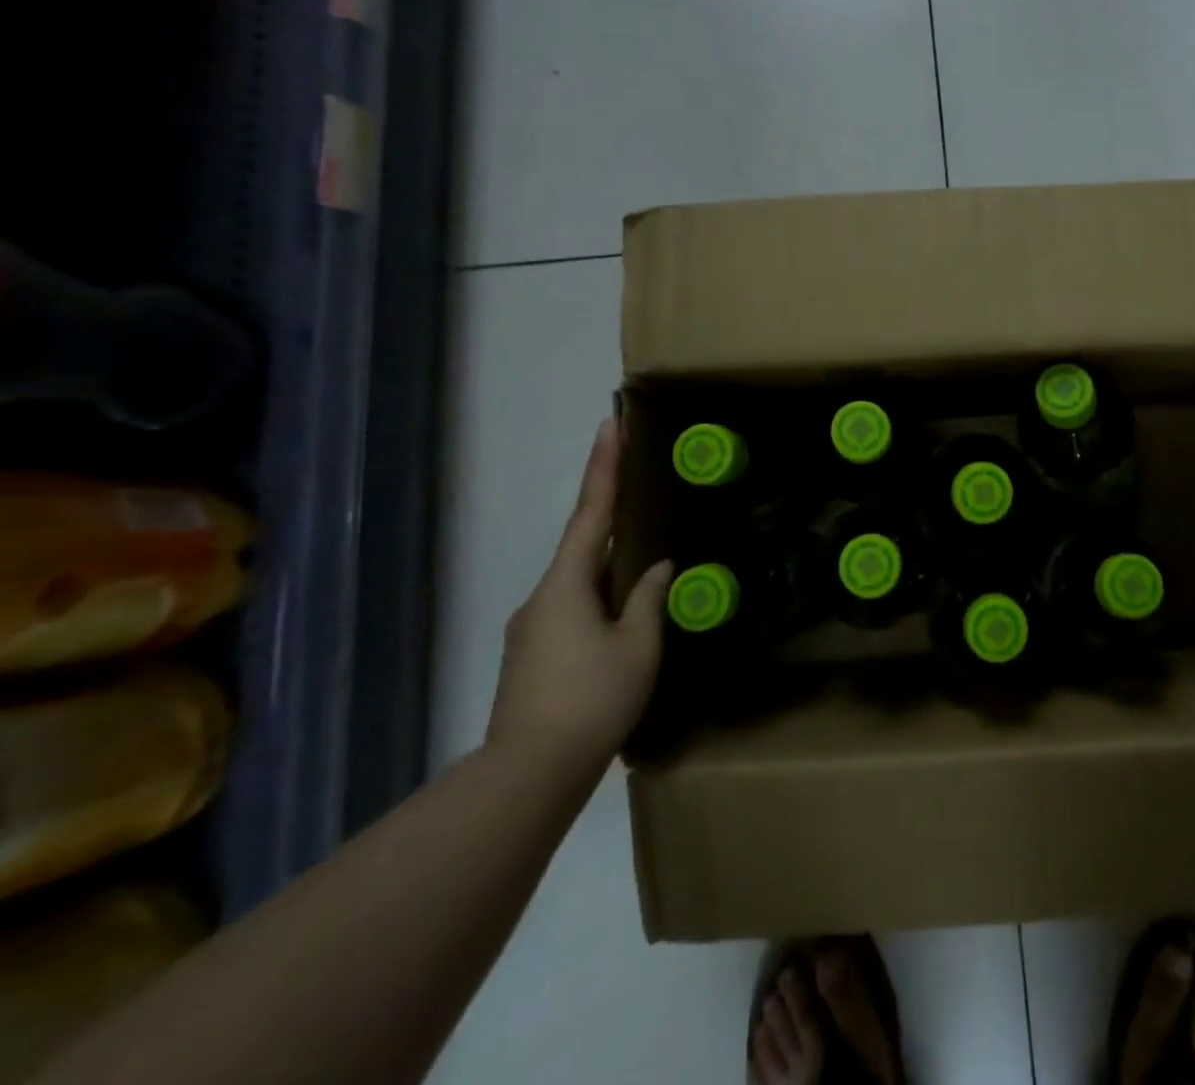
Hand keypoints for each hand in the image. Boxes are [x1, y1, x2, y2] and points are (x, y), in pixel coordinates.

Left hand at [487, 418, 672, 776]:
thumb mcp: (638, 646)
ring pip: (577, 583)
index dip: (603, 467)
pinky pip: (570, 611)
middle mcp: (541, 598)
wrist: (529, 774)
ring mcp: (530, 629)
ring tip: (641, 574)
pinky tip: (619, 623)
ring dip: (608, 568)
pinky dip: (598, 601)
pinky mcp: (530, 657)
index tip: (608, 425)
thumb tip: (659, 568)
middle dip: (609, 515)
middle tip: (636, 488)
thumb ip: (649, 599)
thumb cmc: (592, 699)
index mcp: (567, 585)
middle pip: (582, 545)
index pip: (591, 513)